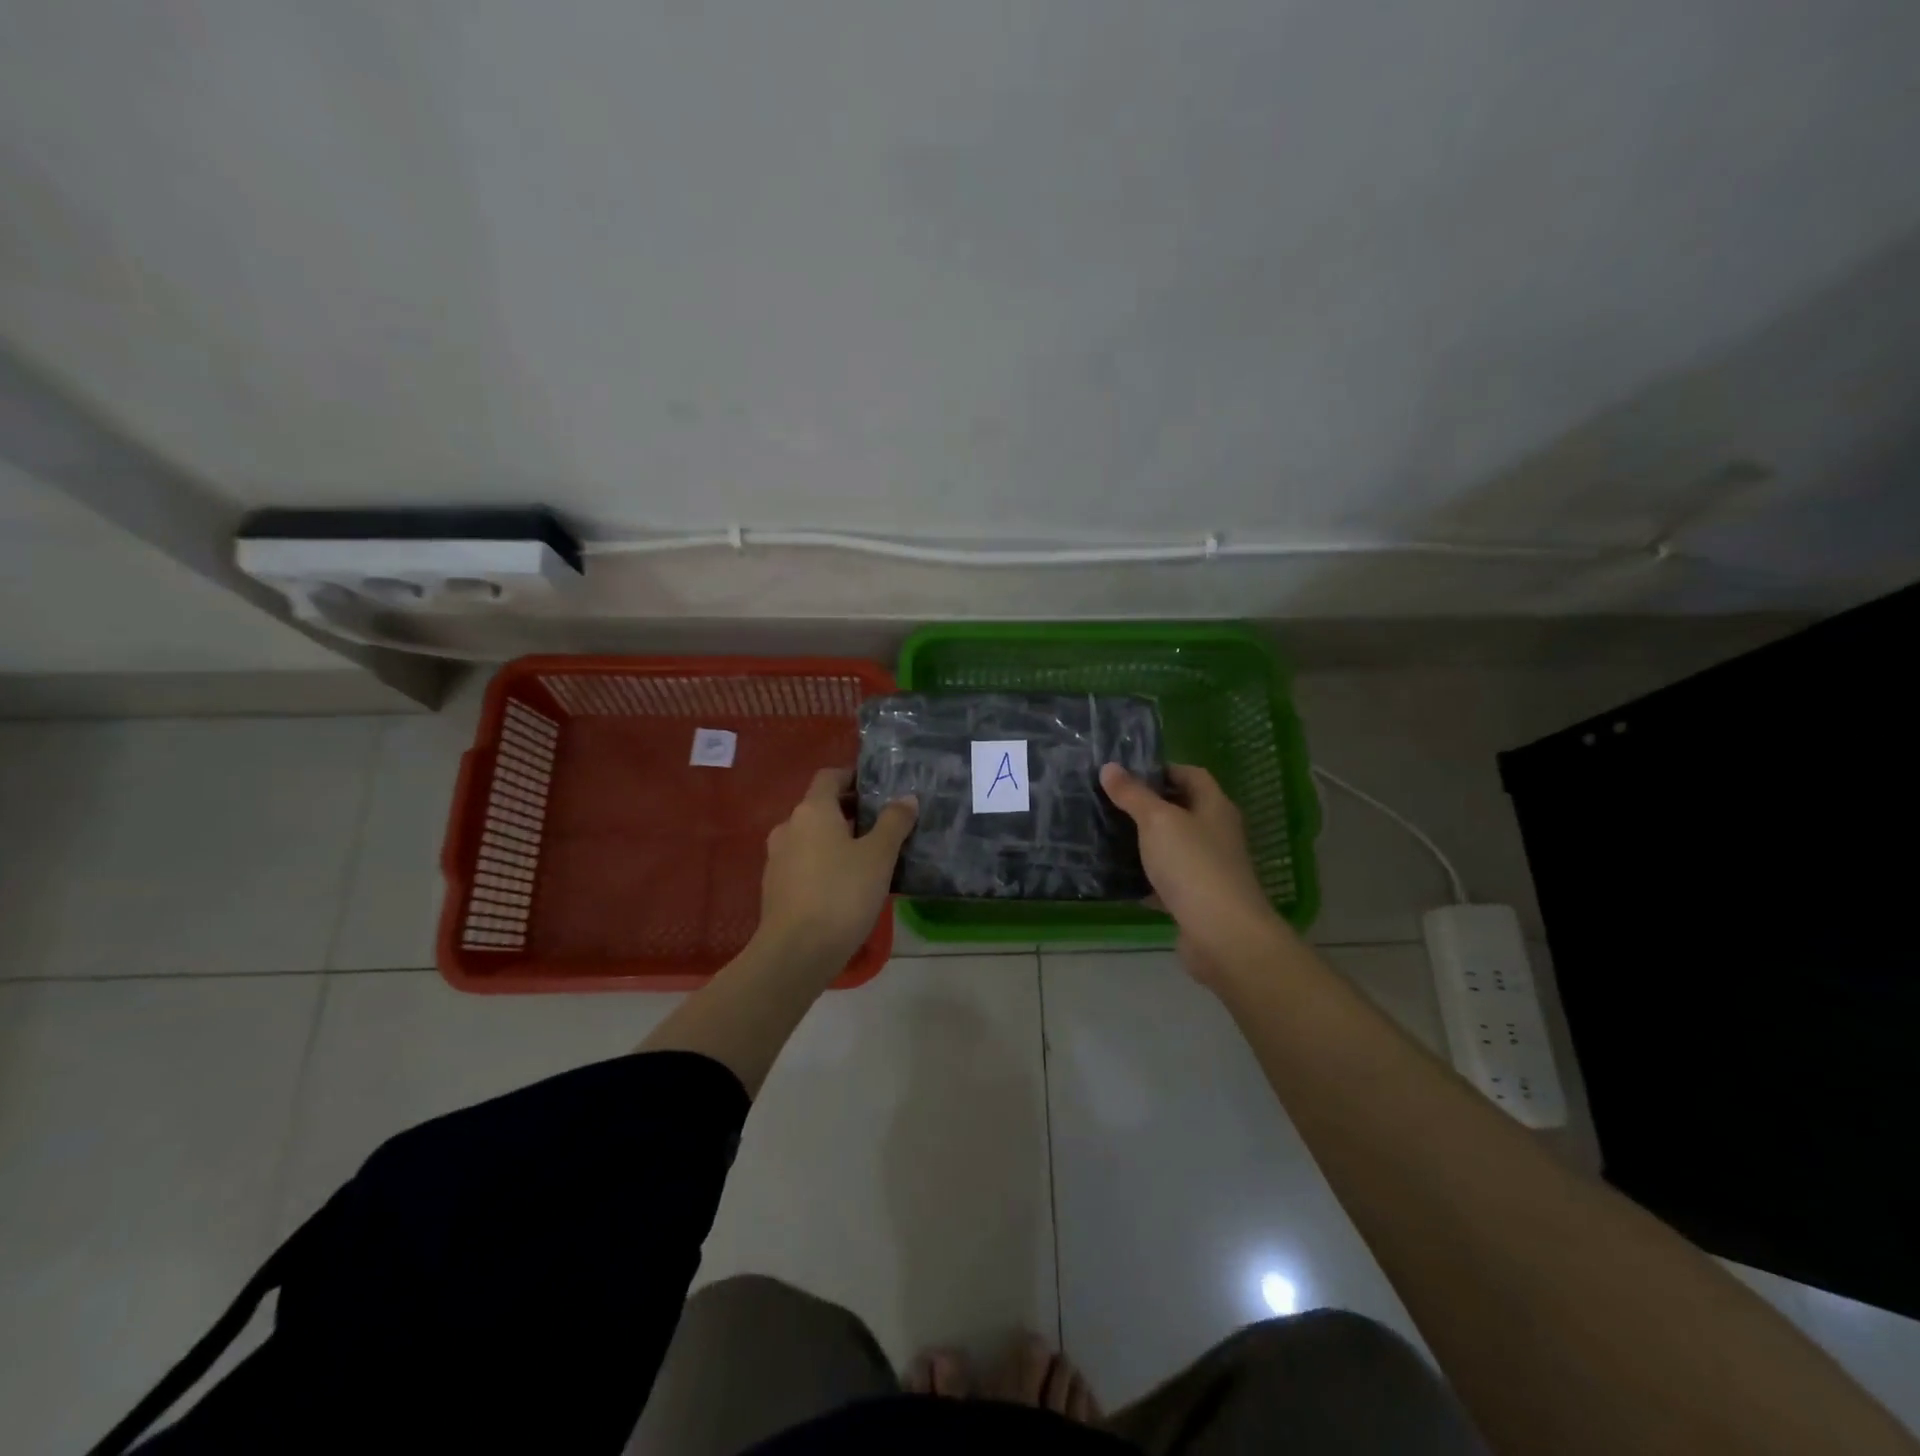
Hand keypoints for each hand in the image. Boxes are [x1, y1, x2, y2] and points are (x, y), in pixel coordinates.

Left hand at [757, 767, 916, 970]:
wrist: (796, 952)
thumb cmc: (841, 894)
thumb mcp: (878, 856)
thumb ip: (894, 822)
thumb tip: (906, 798)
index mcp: (812, 810)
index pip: (829, 776)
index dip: (853, 776)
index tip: (878, 788)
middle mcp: (789, 826)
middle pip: (820, 806)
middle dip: (850, 810)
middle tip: (883, 824)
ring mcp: (777, 858)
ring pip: (811, 836)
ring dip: (836, 839)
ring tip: (868, 857)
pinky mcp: (775, 887)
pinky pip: (803, 862)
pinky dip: (824, 862)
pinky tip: (845, 884)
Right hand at [1100, 762, 1285, 983]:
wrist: (1222, 935)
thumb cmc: (1192, 865)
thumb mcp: (1157, 821)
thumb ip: (1132, 794)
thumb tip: (1109, 767)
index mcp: (1214, 807)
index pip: (1191, 775)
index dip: (1162, 769)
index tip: (1126, 774)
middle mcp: (1216, 834)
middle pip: (1182, 810)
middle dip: (1148, 806)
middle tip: (1110, 803)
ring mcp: (1209, 868)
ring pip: (1173, 847)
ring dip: (1145, 843)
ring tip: (1107, 836)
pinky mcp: (1197, 900)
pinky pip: (1167, 881)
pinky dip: (1146, 878)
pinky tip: (1119, 878)